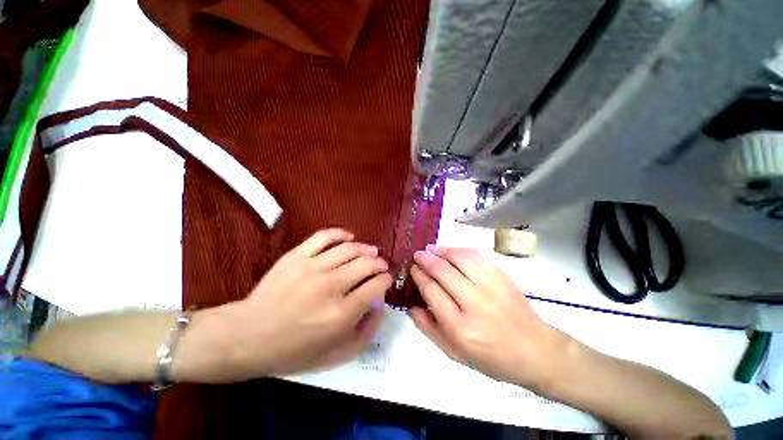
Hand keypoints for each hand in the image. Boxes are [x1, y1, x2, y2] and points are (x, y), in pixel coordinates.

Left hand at [217, 228, 391, 377]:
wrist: (248, 336)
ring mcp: (312, 267)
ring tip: (371, 252)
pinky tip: (349, 237)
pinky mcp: (296, 256)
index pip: (376, 286)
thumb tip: (380, 305)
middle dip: (380, 264)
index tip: (386, 280)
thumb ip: (367, 331)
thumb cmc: (294, 351)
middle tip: (381, 266)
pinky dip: (340, 234)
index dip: (386, 281)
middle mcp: (331, 286)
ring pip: (350, 248)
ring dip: (366, 249)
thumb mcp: (338, 355)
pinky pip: (324, 236)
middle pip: (367, 264)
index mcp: (342, 313)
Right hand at [410, 245, 568, 389]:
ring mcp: (492, 287)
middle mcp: (475, 304)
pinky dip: (460, 250)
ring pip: (459, 258)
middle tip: (417, 255)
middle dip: (426, 260)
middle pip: (443, 271)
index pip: (432, 291)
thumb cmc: (492, 357)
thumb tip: (412, 305)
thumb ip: (429, 329)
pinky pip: (477, 256)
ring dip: (441, 250)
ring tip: (430, 249)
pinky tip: (451, 250)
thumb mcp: (455, 353)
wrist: (535, 350)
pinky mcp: (503, 277)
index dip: (419, 276)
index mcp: (460, 327)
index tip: (413, 269)